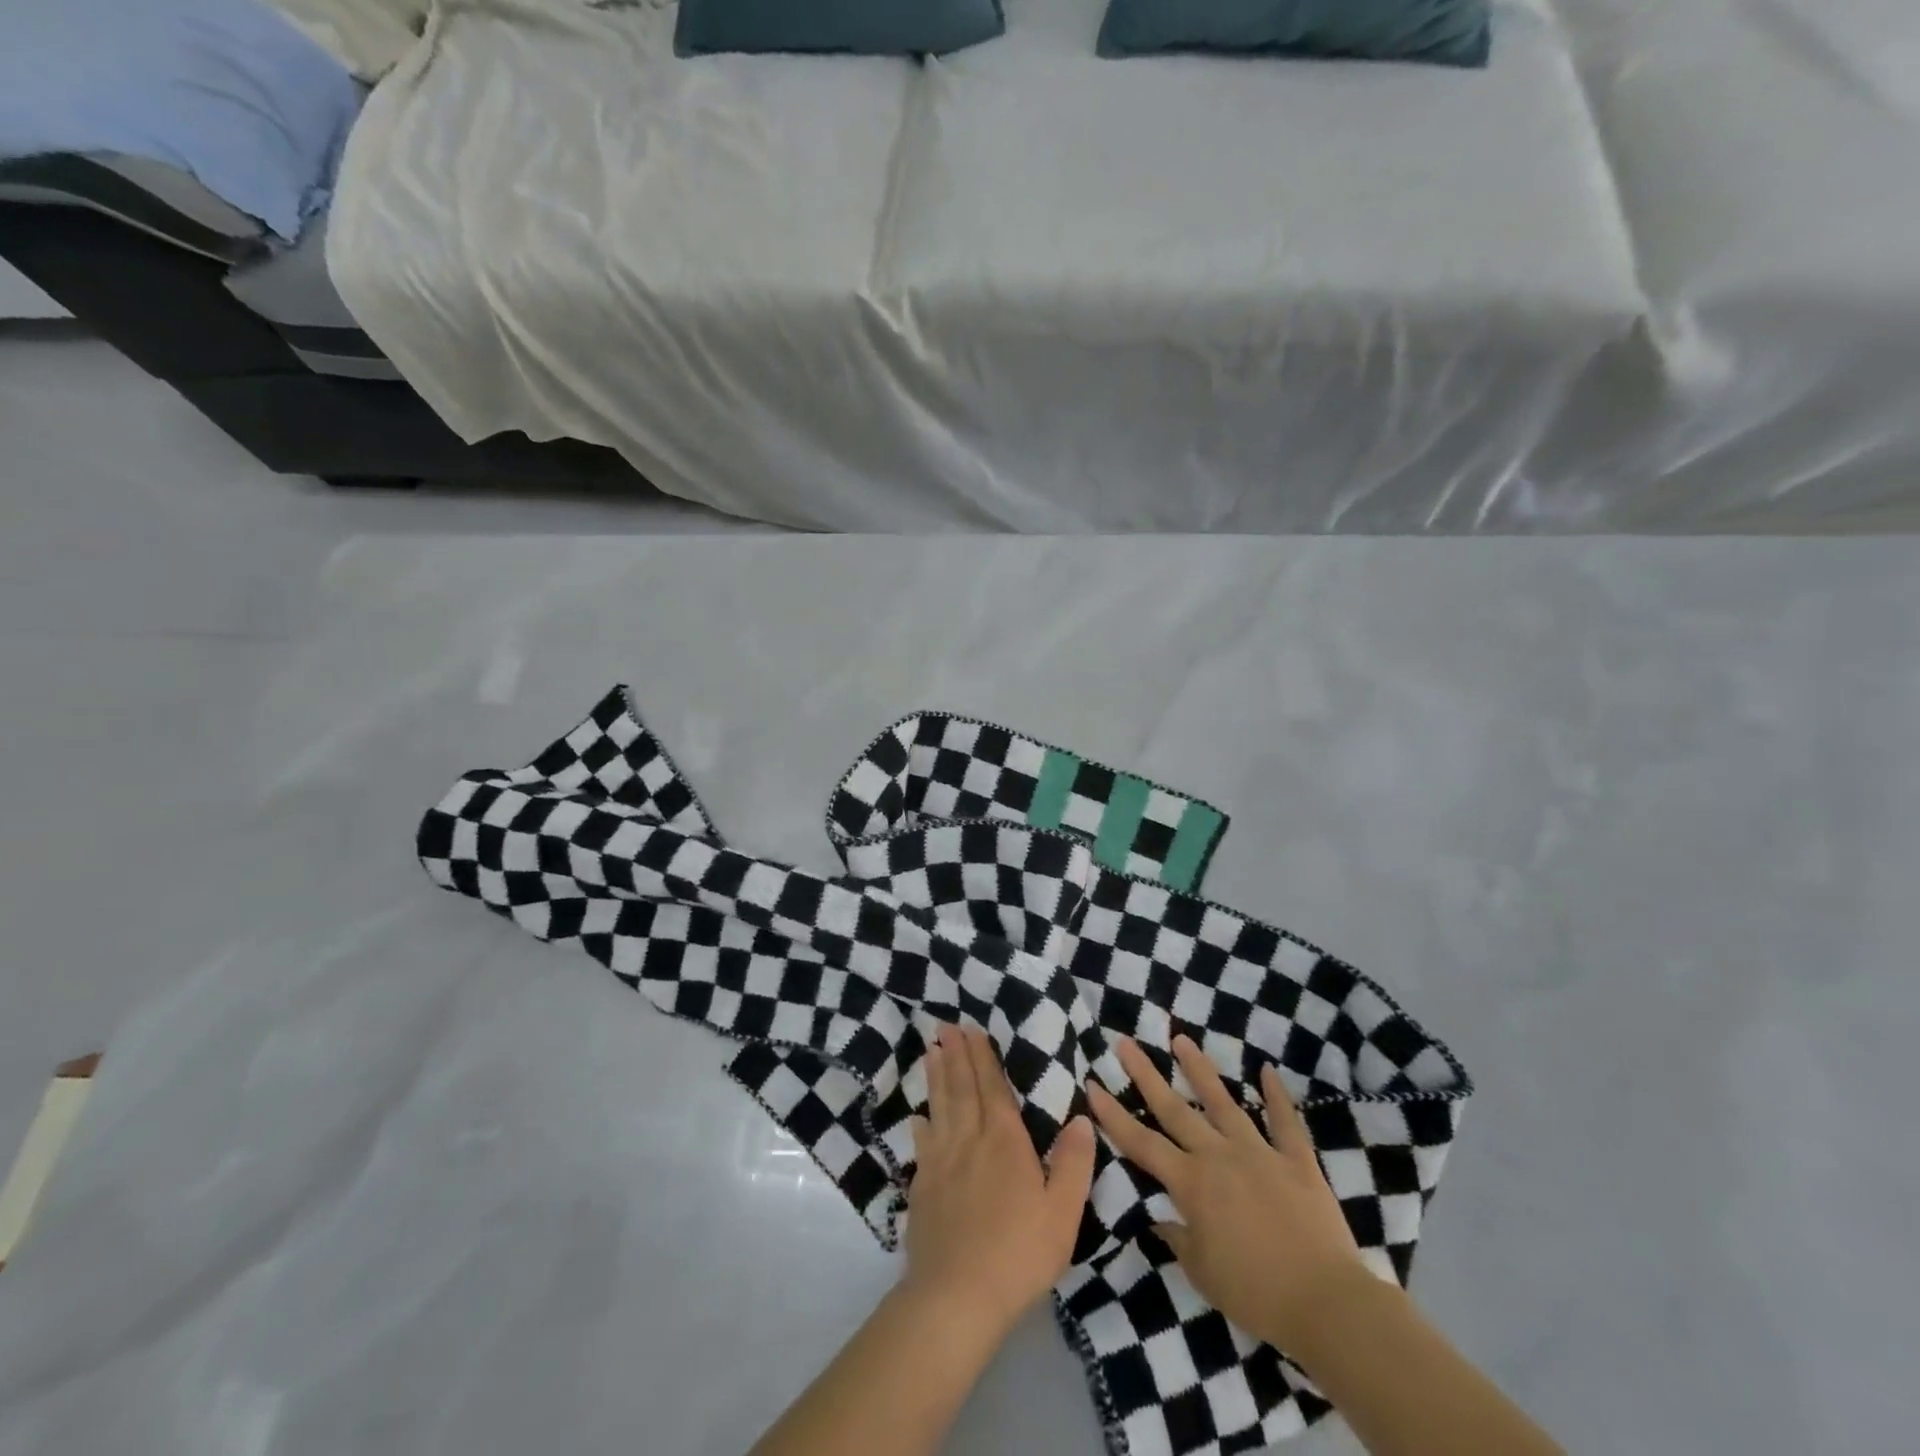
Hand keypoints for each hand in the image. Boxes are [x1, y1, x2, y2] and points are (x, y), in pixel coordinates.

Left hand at [903, 1024, 1096, 1337]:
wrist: (957, 1296)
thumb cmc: (1019, 1253)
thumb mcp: (1063, 1212)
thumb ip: (1074, 1162)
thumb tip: (1081, 1117)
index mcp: (1005, 1141)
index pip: (992, 1087)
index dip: (982, 1057)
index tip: (971, 1030)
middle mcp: (969, 1140)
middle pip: (961, 1088)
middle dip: (956, 1054)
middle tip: (945, 1026)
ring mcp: (941, 1162)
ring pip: (939, 1107)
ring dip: (936, 1076)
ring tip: (931, 1050)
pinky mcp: (922, 1187)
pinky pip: (922, 1143)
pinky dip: (921, 1123)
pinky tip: (918, 1116)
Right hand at [1086, 1034, 1369, 1351]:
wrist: (1326, 1304)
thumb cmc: (1255, 1293)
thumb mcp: (1202, 1272)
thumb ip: (1177, 1237)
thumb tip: (1160, 1217)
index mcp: (1191, 1183)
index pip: (1141, 1143)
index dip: (1113, 1114)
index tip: (1092, 1083)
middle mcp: (1219, 1156)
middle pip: (1175, 1109)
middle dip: (1146, 1075)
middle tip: (1126, 1043)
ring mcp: (1259, 1153)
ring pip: (1223, 1102)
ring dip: (1200, 1069)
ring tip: (1181, 1039)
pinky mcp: (1297, 1161)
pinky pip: (1285, 1122)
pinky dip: (1277, 1096)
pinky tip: (1267, 1070)